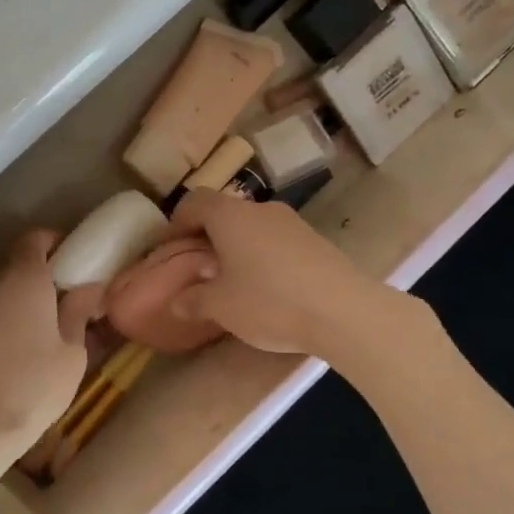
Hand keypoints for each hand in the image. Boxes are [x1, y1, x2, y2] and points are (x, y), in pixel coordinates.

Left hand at [0, 230, 102, 471]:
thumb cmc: (33, 386)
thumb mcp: (71, 353)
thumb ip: (77, 313)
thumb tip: (87, 287)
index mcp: (25, 280)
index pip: (34, 240)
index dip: (52, 242)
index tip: (71, 257)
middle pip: (18, 268)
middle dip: (42, 279)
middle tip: (68, 302)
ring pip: (3, 296)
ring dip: (23, 305)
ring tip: (47, 333)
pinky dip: (7, 324)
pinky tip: (22, 353)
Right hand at [168, 191, 412, 360]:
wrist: (343, 310)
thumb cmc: (269, 301)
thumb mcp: (221, 306)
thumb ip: (192, 301)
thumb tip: (175, 302)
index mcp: (230, 216)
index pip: (195, 202)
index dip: (177, 222)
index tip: (170, 246)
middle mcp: (260, 209)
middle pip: (225, 212)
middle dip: (208, 236)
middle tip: (199, 266)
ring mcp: (292, 222)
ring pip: (253, 227)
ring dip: (237, 246)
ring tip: (233, 279)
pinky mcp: (315, 241)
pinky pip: (277, 241)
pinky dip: (263, 255)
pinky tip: (267, 287)